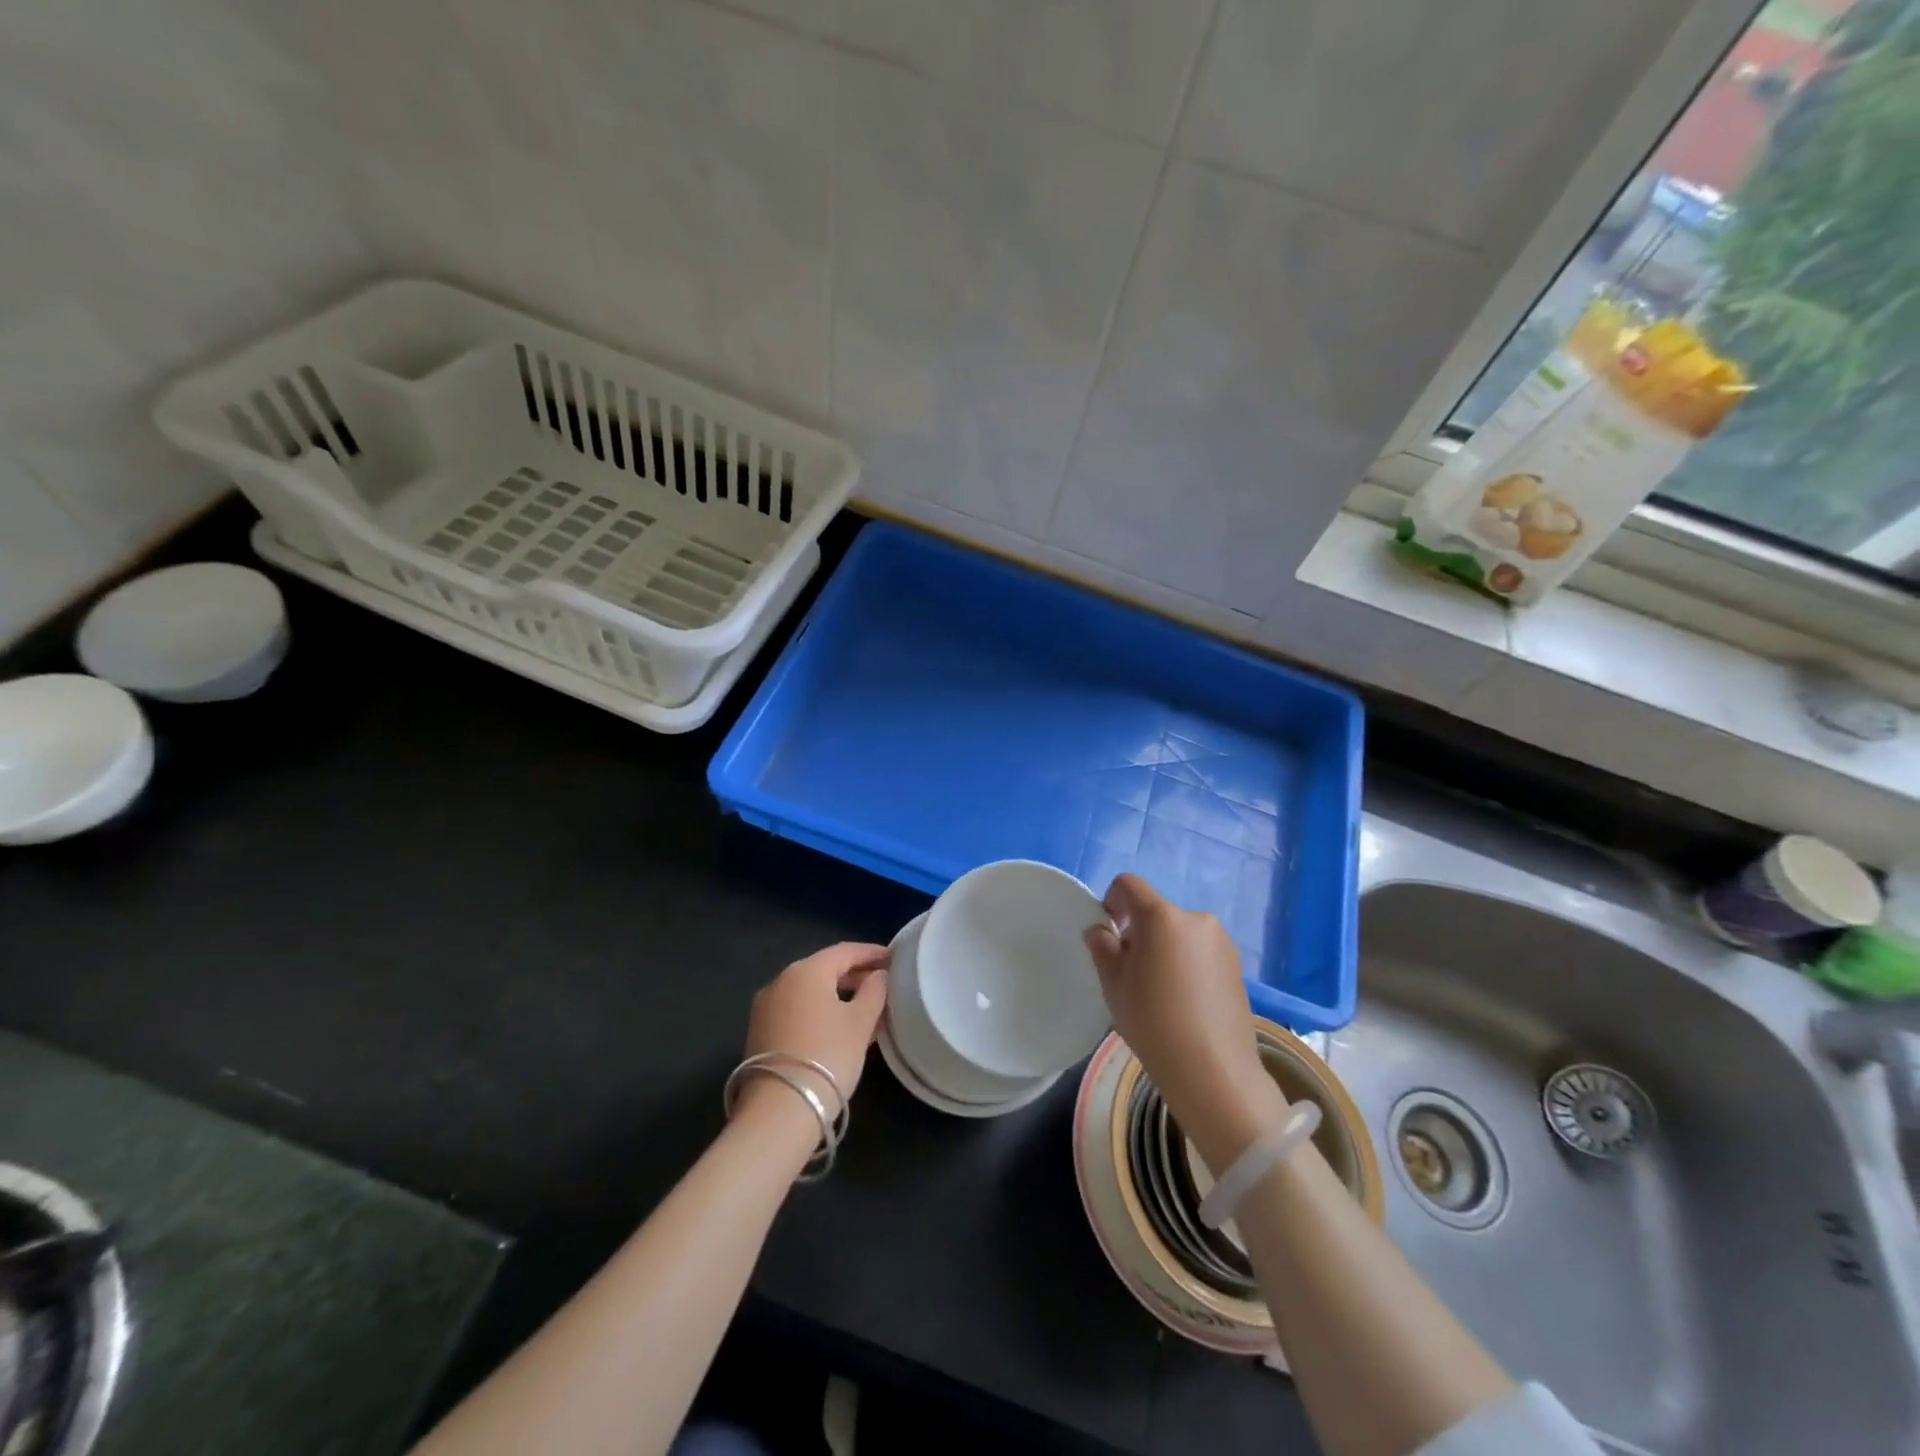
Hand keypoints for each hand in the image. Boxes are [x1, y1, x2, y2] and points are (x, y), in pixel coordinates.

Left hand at [739, 942, 888, 1126]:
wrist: (779, 1111)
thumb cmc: (828, 1056)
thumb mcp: (861, 1023)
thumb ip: (874, 992)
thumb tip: (878, 976)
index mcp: (806, 971)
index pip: (845, 951)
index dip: (871, 953)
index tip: (893, 957)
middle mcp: (781, 981)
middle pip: (824, 969)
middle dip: (855, 975)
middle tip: (882, 984)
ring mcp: (766, 1007)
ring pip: (810, 992)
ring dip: (838, 995)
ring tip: (866, 1008)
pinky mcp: (760, 1032)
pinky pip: (797, 1010)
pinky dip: (820, 1011)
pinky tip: (839, 1027)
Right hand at [1084, 875, 1283, 1170]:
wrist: (1213, 1071)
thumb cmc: (1153, 1022)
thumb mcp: (1113, 984)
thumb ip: (1102, 947)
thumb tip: (1101, 929)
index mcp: (1161, 916)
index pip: (1128, 885)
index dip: (1112, 901)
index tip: (1110, 934)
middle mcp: (1195, 919)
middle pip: (1156, 912)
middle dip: (1139, 932)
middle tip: (1133, 974)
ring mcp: (1221, 941)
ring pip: (1179, 933)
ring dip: (1165, 948)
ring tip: (1161, 992)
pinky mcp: (1237, 965)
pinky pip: (1200, 951)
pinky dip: (1187, 964)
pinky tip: (1185, 1002)